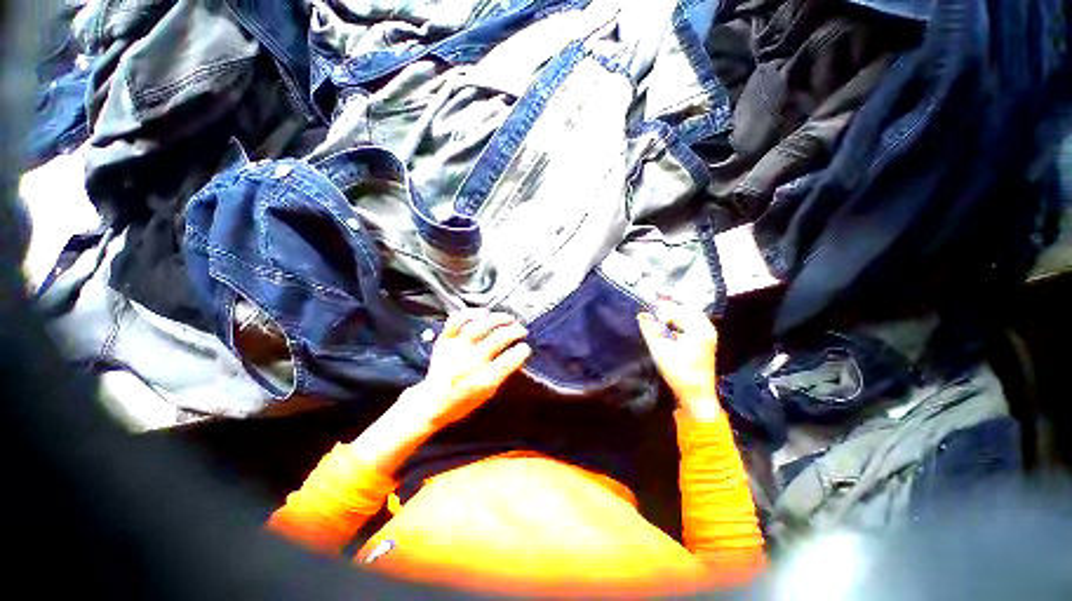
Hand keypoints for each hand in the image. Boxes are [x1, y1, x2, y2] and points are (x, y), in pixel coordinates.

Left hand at [404, 308, 530, 429]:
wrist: (431, 403)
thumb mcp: (488, 394)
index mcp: (483, 381)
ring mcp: (456, 349)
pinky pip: (457, 321)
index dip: (521, 351)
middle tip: (521, 330)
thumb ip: (501, 374)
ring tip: (509, 318)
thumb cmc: (463, 401)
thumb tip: (517, 355)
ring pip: (480, 326)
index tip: (525, 347)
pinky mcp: (445, 341)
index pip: (509, 361)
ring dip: (498, 319)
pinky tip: (483, 312)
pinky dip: (470, 313)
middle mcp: (471, 363)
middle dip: (515, 331)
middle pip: (499, 339)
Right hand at [637, 300, 720, 420]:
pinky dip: (677, 323)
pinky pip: (690, 326)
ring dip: (672, 315)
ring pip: (688, 318)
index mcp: (699, 328)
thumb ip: (650, 329)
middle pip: (686, 310)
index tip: (648, 299)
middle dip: (668, 307)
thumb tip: (641, 314)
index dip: (662, 304)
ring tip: (655, 314)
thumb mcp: (660, 349)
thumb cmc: (679, 372)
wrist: (696, 397)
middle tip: (651, 304)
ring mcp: (706, 336)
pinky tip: (665, 326)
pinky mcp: (703, 344)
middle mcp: (706, 329)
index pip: (678, 308)